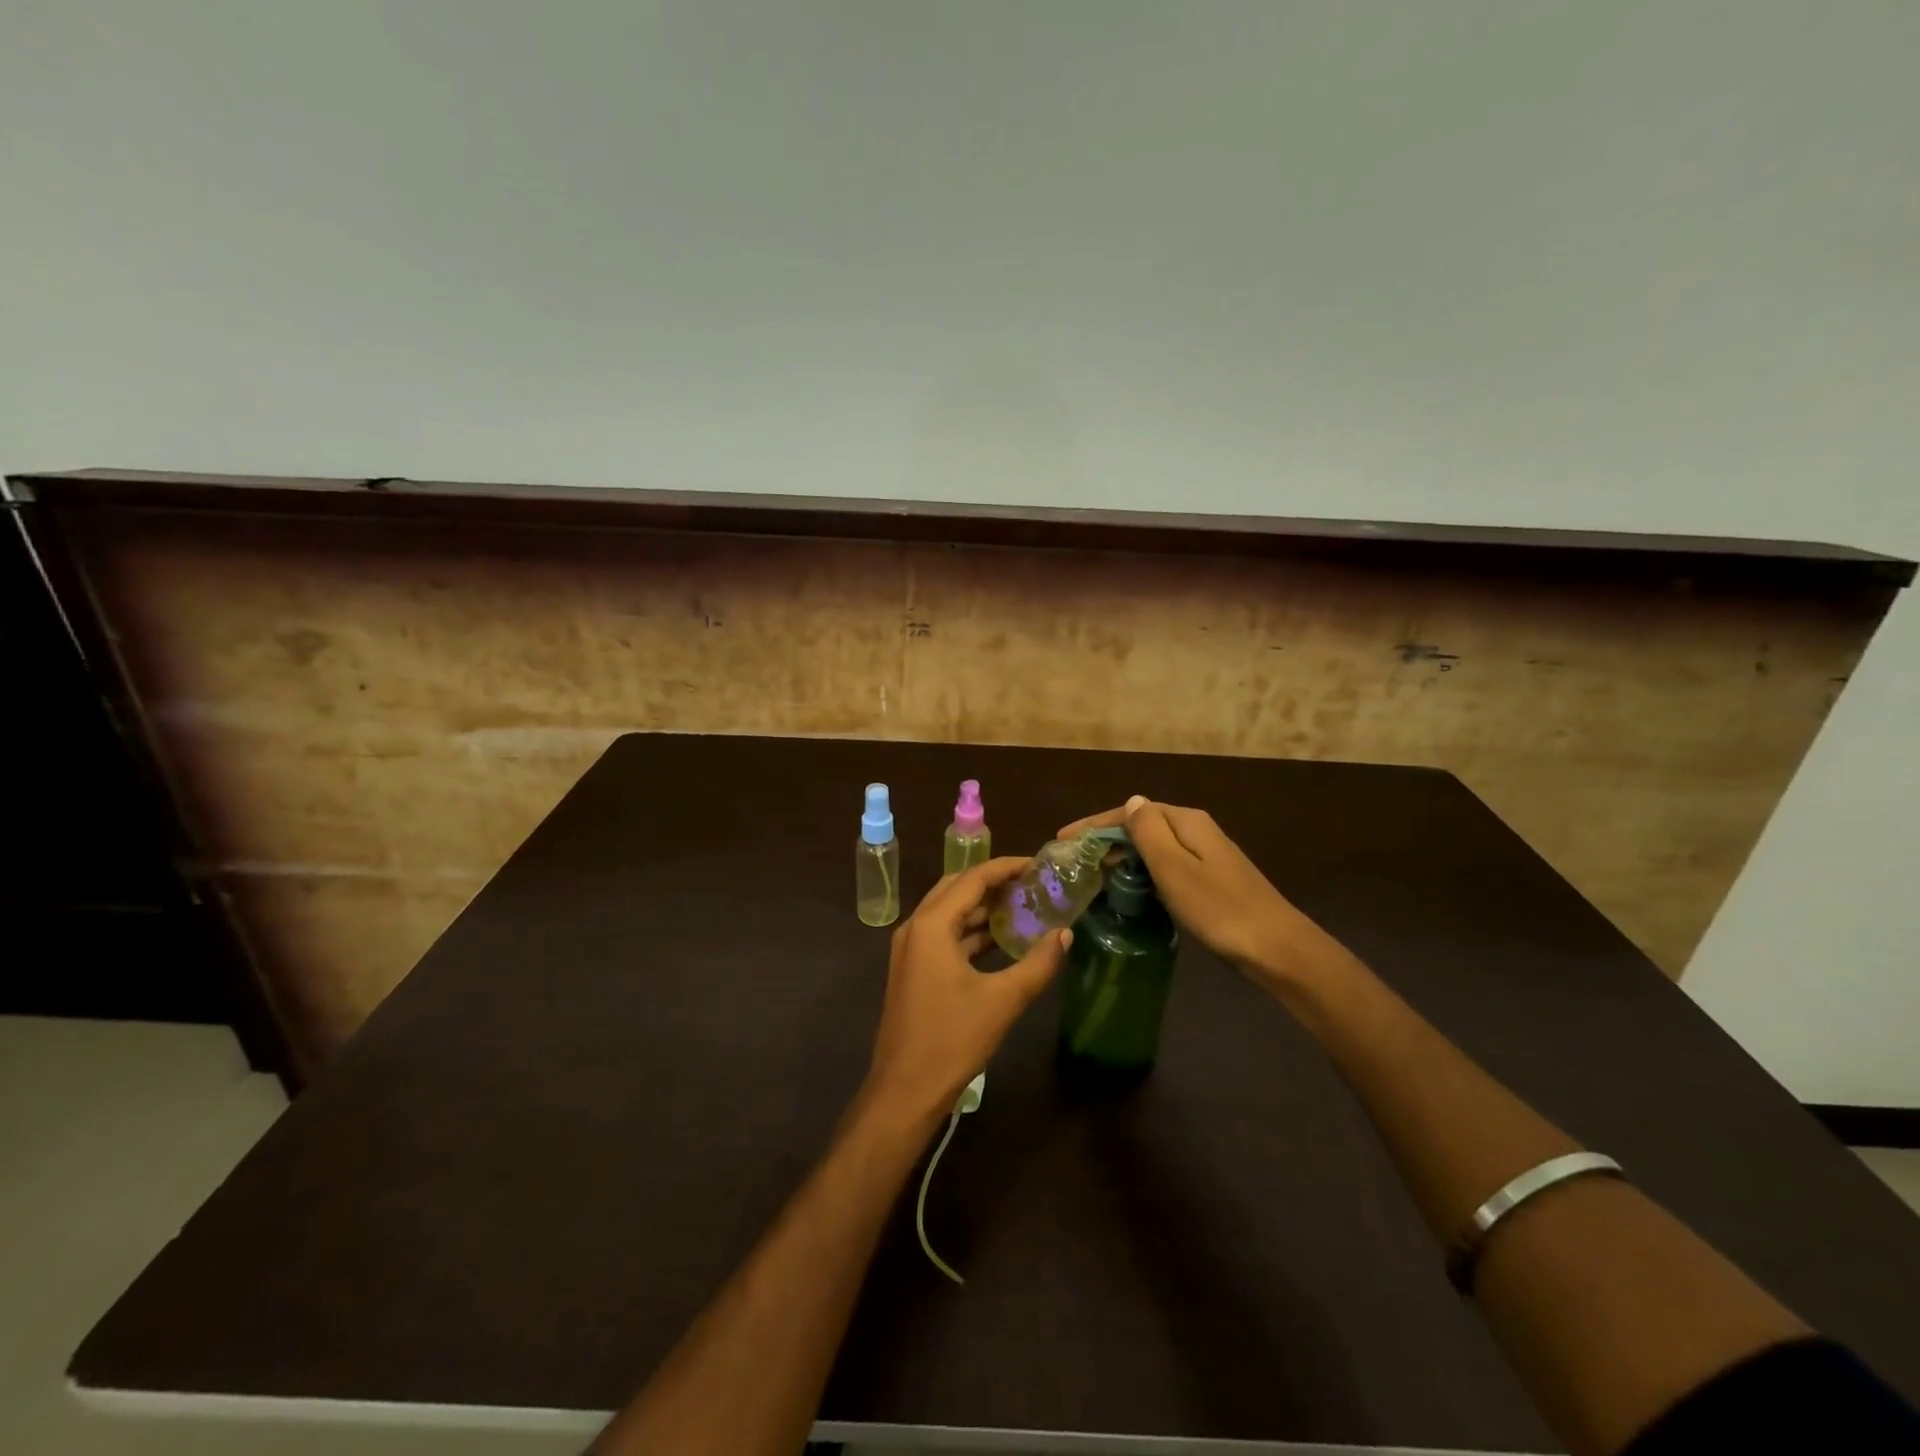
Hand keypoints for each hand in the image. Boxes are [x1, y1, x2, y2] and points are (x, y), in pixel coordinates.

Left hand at [862, 857, 1071, 1127]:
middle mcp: (916, 927)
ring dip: (981, 906)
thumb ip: (1037, 963)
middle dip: (993, 881)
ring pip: (949, 911)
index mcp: (932, 925)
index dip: (1006, 867)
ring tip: (1022, 905)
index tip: (1038, 864)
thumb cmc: (952, 1040)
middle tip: (1031, 882)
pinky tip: (1000, 939)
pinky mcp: (913, 968)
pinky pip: (944, 934)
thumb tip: (1065, 934)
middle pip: (957, 887)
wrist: (905, 1090)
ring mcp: (910, 948)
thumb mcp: (1003, 1000)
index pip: (972, 878)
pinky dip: (970, 930)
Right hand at [1060, 796, 1345, 990]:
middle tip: (1074, 862)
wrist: (1278, 949)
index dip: (1093, 824)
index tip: (1062, 840)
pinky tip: (1131, 891)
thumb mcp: (1175, 868)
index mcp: (1186, 821)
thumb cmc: (1219, 908)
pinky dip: (1143, 873)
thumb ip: (1149, 832)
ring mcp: (1207, 856)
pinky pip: (1166, 867)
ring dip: (1123, 857)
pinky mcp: (1212, 881)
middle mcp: (1196, 831)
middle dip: (1106, 840)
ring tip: (1094, 876)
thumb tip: (1132, 801)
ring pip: (1154, 848)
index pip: (1130, 813)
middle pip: (1142, 826)